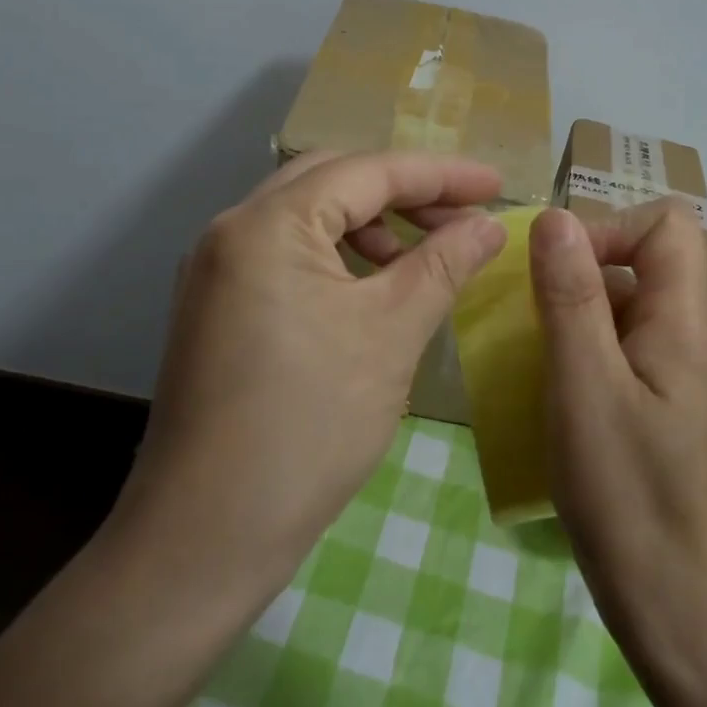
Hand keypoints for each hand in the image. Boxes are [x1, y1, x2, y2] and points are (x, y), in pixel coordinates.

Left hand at [113, 150, 507, 602]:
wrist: (207, 534)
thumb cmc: (309, 426)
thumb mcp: (392, 334)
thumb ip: (444, 264)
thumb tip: (489, 225)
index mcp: (267, 223)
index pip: (368, 171)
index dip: (441, 174)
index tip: (498, 185)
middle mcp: (231, 230)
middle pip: (332, 182)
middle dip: (404, 193)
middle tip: (462, 218)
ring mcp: (215, 271)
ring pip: (307, 219)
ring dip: (370, 226)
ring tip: (421, 259)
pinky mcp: (216, 308)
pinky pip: (286, 256)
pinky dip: (336, 258)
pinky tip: (371, 292)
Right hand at [528, 202, 706, 636]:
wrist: (670, 600)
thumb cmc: (624, 491)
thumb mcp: (584, 385)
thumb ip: (571, 297)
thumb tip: (555, 217)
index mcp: (682, 322)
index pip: (666, 226)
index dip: (609, 229)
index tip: (558, 270)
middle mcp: (688, 336)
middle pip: (644, 261)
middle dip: (582, 270)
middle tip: (532, 312)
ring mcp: (676, 373)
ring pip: (627, 306)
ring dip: (576, 311)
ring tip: (533, 349)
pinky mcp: (660, 404)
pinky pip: (621, 347)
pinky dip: (583, 348)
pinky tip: (552, 386)